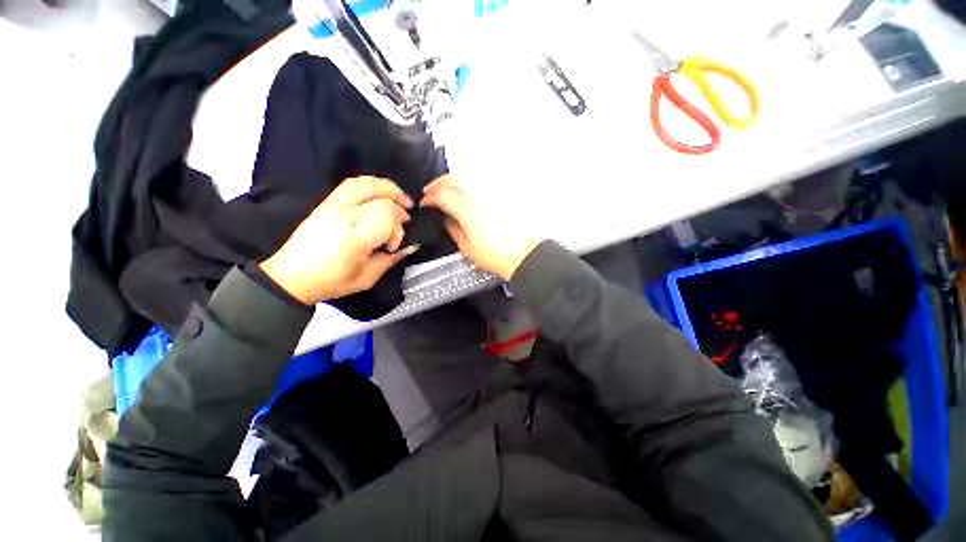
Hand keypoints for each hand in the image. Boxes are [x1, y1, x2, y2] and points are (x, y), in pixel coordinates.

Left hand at [259, 176, 417, 304]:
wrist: (291, 276)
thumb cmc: (330, 281)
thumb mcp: (366, 279)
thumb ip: (390, 260)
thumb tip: (409, 246)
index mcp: (354, 238)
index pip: (387, 217)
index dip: (398, 230)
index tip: (392, 246)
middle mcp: (344, 216)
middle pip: (382, 199)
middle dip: (400, 209)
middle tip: (407, 220)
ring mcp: (333, 205)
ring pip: (366, 183)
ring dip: (389, 188)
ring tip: (401, 198)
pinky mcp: (327, 202)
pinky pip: (352, 183)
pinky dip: (372, 184)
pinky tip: (381, 193)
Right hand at [420, 175, 541, 280]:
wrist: (523, 254)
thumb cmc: (494, 255)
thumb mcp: (467, 248)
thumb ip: (452, 229)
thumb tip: (445, 218)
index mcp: (468, 210)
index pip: (443, 195)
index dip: (429, 197)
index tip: (424, 204)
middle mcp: (479, 196)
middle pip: (454, 179)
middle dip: (438, 183)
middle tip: (430, 193)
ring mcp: (491, 194)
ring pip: (467, 178)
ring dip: (452, 181)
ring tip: (445, 191)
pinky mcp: (500, 197)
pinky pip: (478, 183)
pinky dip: (466, 185)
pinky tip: (464, 194)